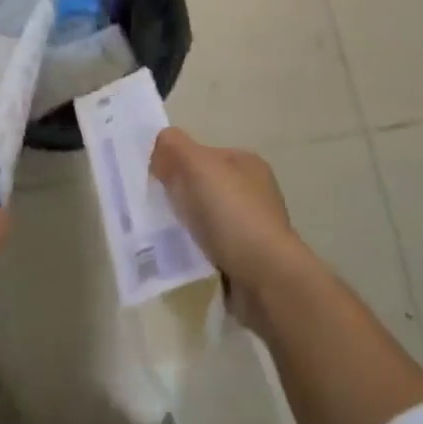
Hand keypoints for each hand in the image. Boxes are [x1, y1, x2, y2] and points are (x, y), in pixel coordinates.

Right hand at [149, 128, 307, 326]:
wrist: (267, 280)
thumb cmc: (232, 214)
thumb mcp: (196, 166)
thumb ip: (174, 147)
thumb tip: (160, 144)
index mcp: (247, 163)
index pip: (204, 155)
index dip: (178, 164)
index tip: (155, 182)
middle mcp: (255, 192)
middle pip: (205, 187)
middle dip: (182, 197)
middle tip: (156, 210)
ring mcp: (255, 228)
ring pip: (209, 219)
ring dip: (189, 227)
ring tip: (165, 238)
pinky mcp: (251, 261)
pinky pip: (214, 249)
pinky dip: (199, 252)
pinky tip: (185, 258)